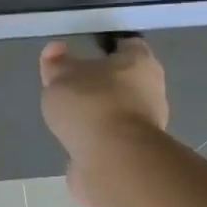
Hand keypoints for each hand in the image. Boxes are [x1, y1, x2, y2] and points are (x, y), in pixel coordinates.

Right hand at [39, 37, 169, 206]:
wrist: (112, 160)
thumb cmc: (91, 105)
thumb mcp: (62, 77)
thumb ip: (56, 64)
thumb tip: (55, 49)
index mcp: (140, 63)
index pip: (128, 46)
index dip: (108, 48)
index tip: (87, 53)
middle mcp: (151, 91)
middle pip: (126, 81)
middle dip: (103, 84)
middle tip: (74, 87)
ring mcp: (147, 126)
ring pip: (120, 112)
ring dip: (100, 115)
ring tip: (71, 119)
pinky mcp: (135, 154)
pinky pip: (113, 139)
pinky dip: (98, 140)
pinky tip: (78, 143)